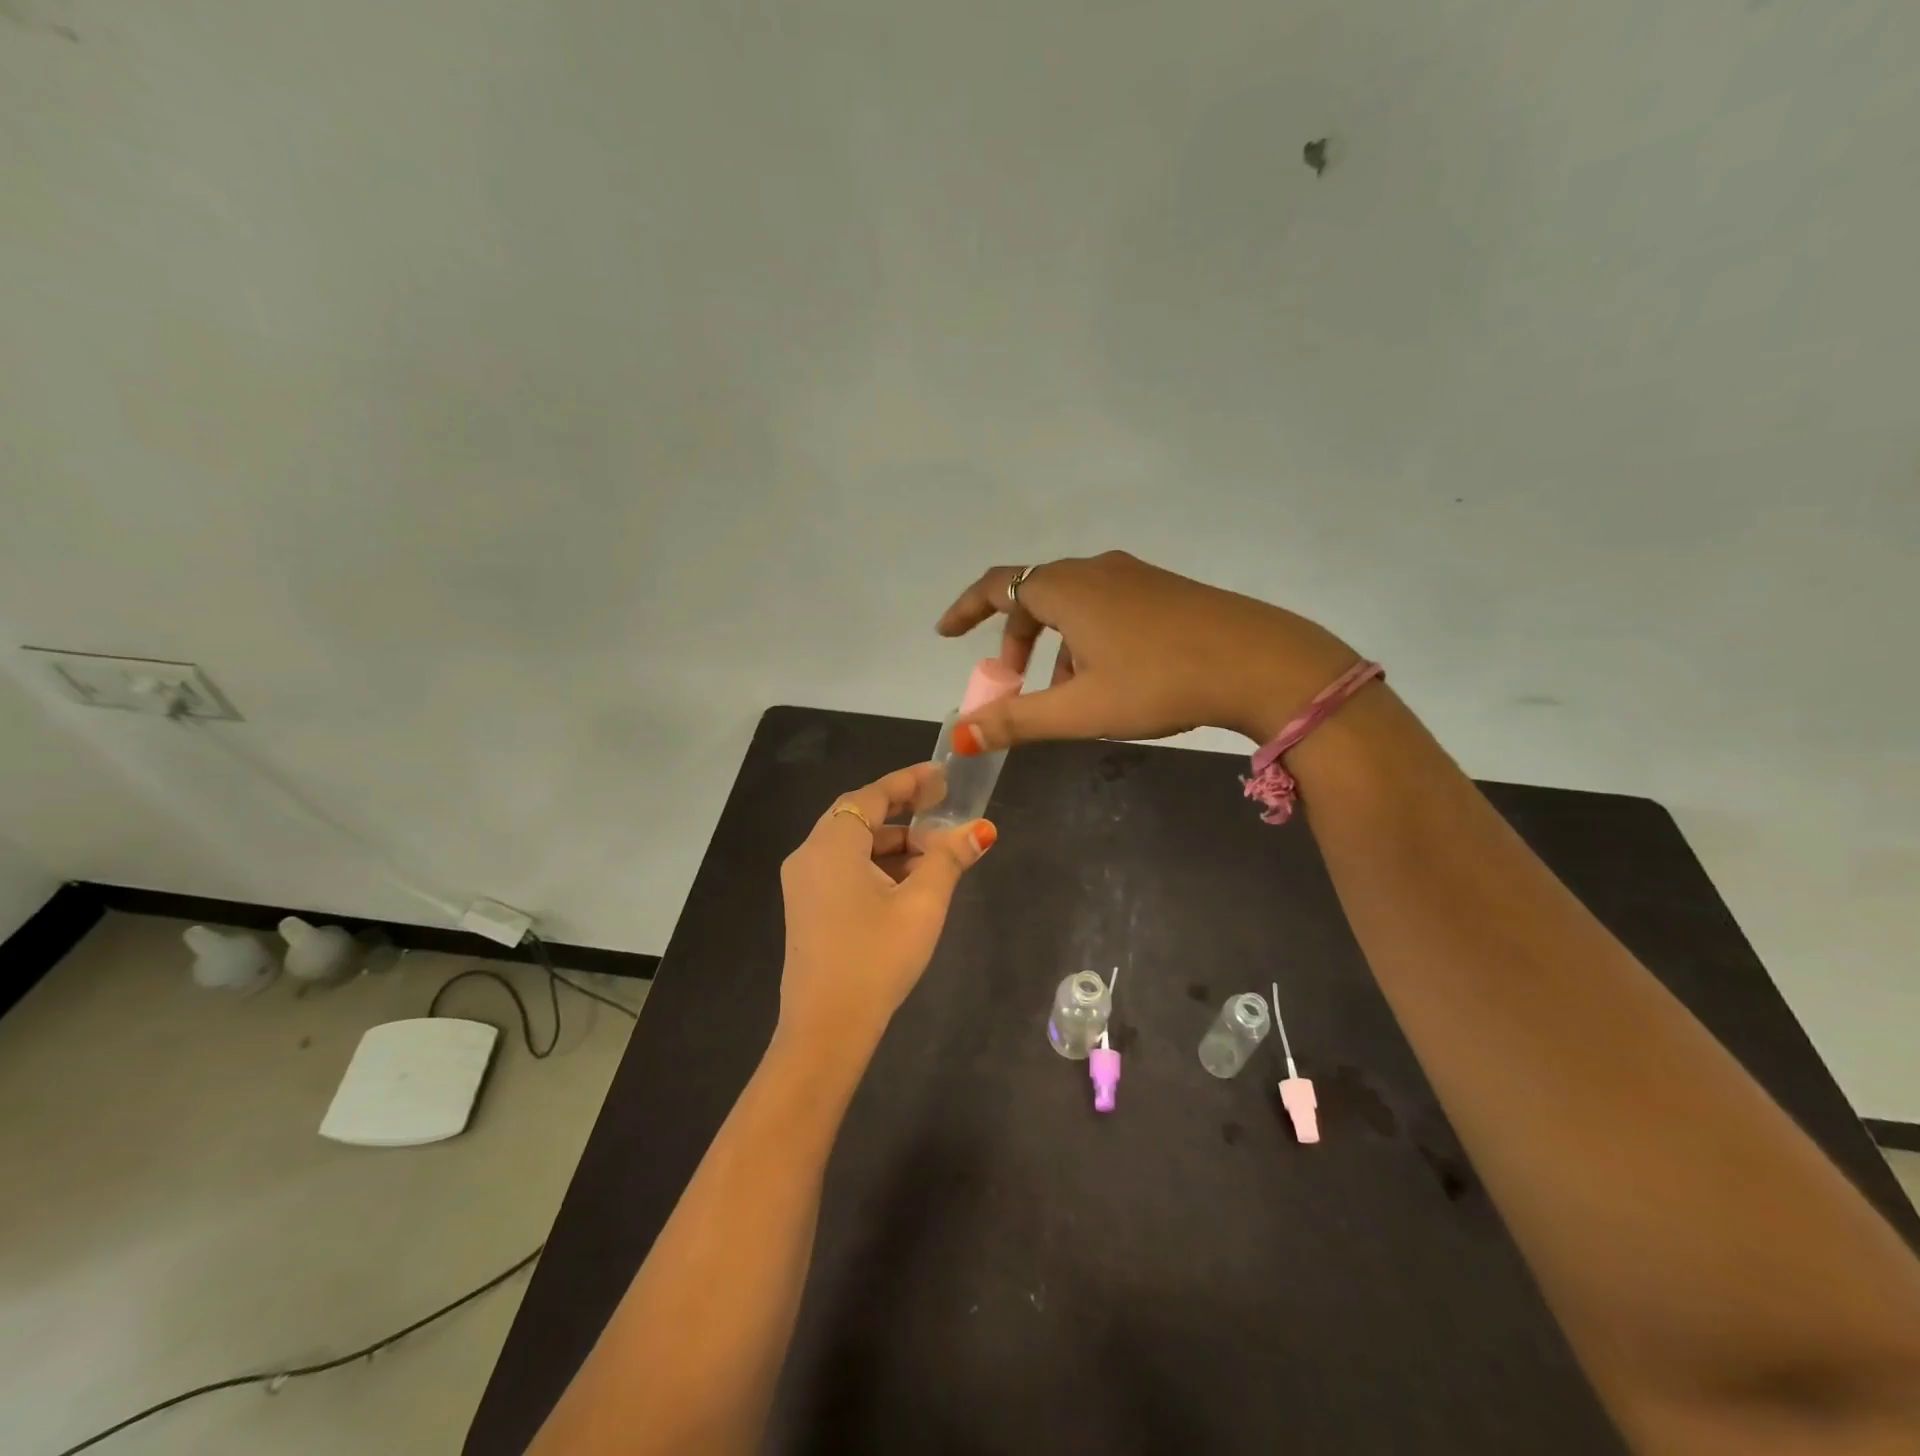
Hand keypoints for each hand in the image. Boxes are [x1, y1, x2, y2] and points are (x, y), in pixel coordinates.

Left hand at [777, 762, 995, 1054]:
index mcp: (831, 844)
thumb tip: (981, 829)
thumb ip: (949, 859)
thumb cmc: (876, 957)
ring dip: (894, 844)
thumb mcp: (923, 904)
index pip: (872, 795)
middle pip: (860, 818)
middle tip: (945, 811)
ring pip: (853, 847)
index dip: (908, 781)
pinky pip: (844, 870)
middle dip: (904, 814)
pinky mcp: (807, 908)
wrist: (826, 1030)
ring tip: (938, 855)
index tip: (942, 775)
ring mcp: (803, 884)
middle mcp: (809, 855)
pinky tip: (910, 884)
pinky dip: (877, 867)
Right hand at [936, 551, 1358, 749]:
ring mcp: (1135, 576)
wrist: (1260, 662)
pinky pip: (1107, 607)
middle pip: (1035, 596)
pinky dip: (1088, 639)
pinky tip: (1112, 679)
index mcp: (1066, 589)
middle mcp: (1096, 570)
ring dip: (1055, 646)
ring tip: (1066, 694)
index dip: (966, 609)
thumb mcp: (1080, 709)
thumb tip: (962, 735)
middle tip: (1012, 682)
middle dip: (1016, 640)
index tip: (946, 633)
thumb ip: (1017, 721)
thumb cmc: (1159, 682)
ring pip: (1074, 605)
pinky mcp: (1165, 589)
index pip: (997, 586)